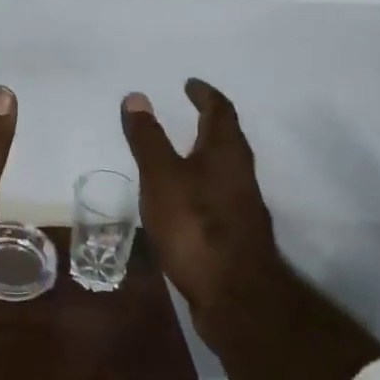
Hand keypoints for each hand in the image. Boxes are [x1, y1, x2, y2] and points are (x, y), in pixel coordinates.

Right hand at [120, 79, 279, 332]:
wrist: (236, 296)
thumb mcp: (161, 176)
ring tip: (180, 152)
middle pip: (227, 139)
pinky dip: (201, 183)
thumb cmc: (196, 225)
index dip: (205, 94)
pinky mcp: (235, 234)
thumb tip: (137, 96)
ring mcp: (241, 206)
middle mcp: (240, 174)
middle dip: (208, 122)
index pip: (220, 111)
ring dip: (205, 153)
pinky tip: (183, 198)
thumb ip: (148, 138)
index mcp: (226, 152)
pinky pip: (217, 194)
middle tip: (188, 111)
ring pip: (223, 168)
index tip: (191, 84)